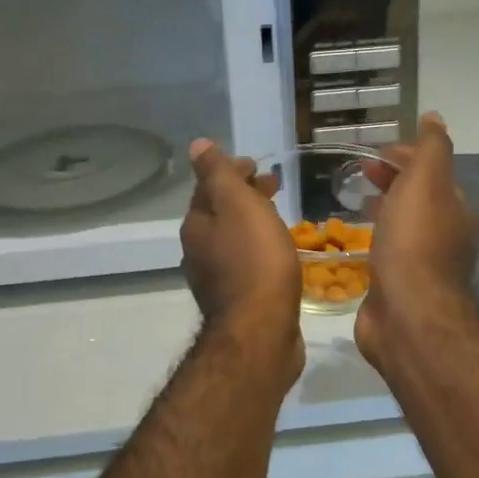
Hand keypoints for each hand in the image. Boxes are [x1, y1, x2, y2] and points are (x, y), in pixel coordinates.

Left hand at [181, 140, 303, 368]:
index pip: (209, 186)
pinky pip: (246, 264)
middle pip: (220, 213)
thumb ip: (218, 174)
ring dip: (253, 222)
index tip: (258, 165)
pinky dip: (259, 248)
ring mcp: (216, 279)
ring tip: (281, 217)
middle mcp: (199, 251)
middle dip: (244, 195)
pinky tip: (278, 255)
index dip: (232, 170)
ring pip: (233, 239)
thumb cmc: (254, 261)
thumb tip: (197, 146)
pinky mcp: (237, 301)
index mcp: (196, 226)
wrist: (261, 331)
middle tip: (274, 186)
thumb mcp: (237, 206)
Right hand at [355, 113, 478, 369]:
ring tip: (352, 202)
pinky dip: (373, 240)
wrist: (408, 312)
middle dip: (392, 181)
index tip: (375, 153)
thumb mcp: (427, 181)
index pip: (433, 172)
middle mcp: (446, 237)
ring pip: (402, 227)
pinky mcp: (400, 289)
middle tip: (360, 173)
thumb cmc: (415, 240)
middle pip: (418, 199)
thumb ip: (432, 148)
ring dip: (382, 210)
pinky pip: (387, 254)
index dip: (406, 157)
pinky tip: (353, 242)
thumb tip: (434, 118)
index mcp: (456, 210)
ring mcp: (423, 266)